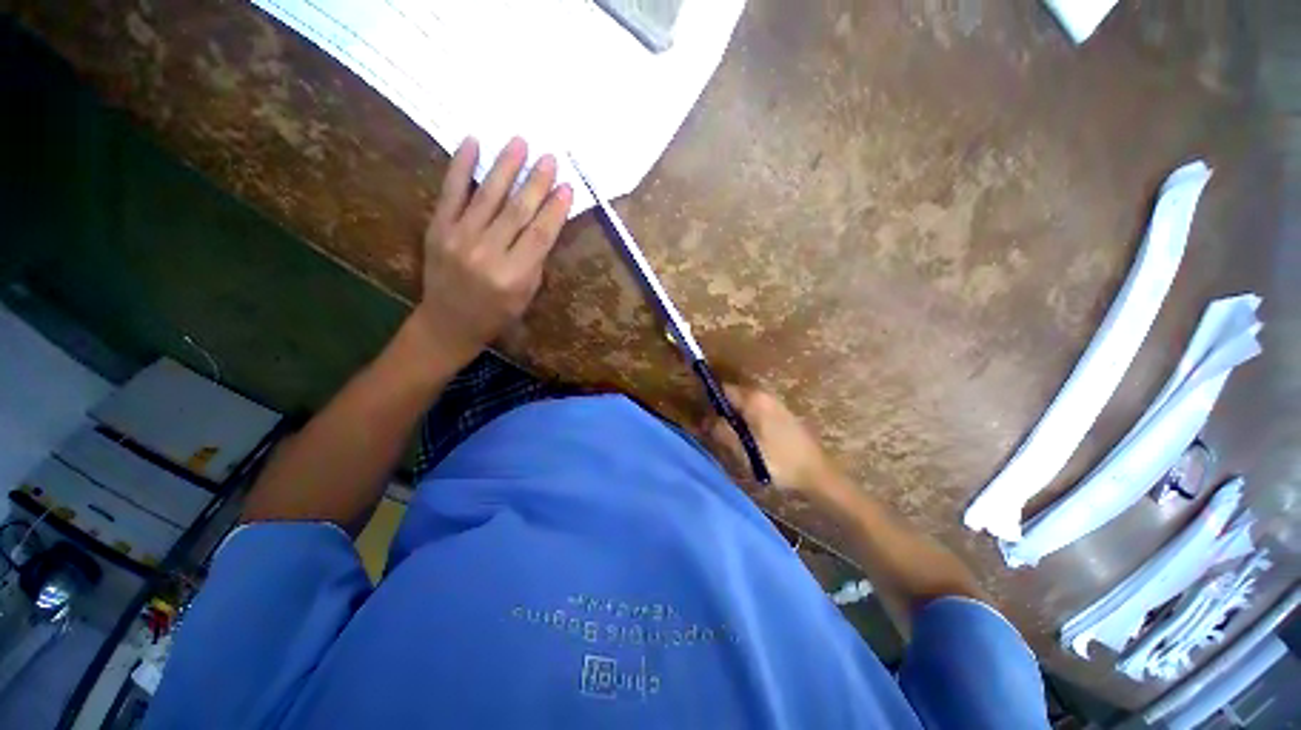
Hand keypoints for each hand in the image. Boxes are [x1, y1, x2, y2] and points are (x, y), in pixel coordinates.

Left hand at [414, 136, 572, 358]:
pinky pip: (451, 192)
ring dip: (506, 166)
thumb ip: (534, 260)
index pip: (540, 235)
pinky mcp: (437, 228)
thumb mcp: (526, 295)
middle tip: (549, 158)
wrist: (449, 322)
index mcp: (513, 276)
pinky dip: (461, 166)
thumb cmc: (496, 313)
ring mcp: (459, 238)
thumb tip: (544, 222)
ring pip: (488, 196)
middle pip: (517, 211)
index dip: (555, 210)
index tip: (567, 187)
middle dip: (536, 182)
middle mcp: (487, 253)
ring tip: (520, 142)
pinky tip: (473, 142)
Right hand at [704, 384, 832, 492]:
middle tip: (715, 434)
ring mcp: (774, 403)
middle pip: (732, 396)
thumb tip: (704, 420)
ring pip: (743, 405)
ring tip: (731, 440)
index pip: (722, 389)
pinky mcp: (781, 413)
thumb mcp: (744, 450)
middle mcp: (763, 394)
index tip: (702, 419)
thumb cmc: (778, 461)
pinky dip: (746, 421)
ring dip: (734, 418)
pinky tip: (749, 440)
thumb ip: (722, 431)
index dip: (709, 401)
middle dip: (721, 412)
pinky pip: (755, 411)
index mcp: (753, 399)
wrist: (817, 473)